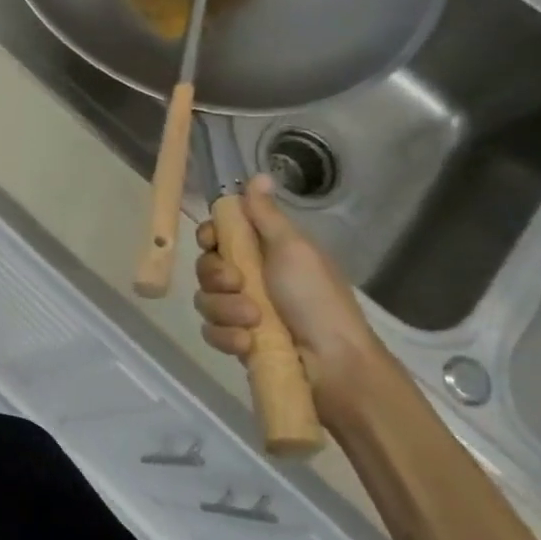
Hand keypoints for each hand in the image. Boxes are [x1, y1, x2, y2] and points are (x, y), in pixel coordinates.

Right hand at [193, 176, 389, 416]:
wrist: (334, 365)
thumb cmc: (316, 299)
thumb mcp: (293, 249)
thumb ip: (266, 215)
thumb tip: (258, 175)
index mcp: (265, 252)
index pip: (219, 234)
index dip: (209, 236)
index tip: (212, 241)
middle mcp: (250, 278)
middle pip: (206, 266)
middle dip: (217, 276)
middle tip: (239, 285)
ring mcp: (242, 312)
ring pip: (206, 300)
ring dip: (225, 309)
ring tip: (253, 322)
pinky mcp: (238, 342)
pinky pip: (211, 331)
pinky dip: (227, 337)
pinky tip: (247, 344)